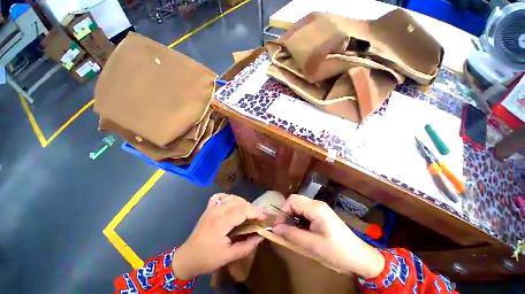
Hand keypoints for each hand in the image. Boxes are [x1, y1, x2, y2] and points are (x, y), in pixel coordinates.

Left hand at [171, 193, 265, 279]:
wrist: (187, 257)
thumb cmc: (207, 258)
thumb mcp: (228, 257)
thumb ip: (247, 246)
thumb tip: (261, 236)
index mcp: (220, 223)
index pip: (242, 211)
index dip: (255, 213)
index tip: (264, 218)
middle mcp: (216, 211)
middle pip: (239, 203)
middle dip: (252, 208)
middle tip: (258, 218)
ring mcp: (212, 207)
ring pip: (232, 198)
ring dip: (243, 203)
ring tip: (249, 213)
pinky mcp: (209, 207)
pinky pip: (222, 196)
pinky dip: (231, 198)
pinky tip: (234, 204)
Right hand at [272, 194, 384, 277]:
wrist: (359, 256)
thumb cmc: (337, 251)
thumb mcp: (312, 245)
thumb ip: (292, 234)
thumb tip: (275, 228)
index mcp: (315, 208)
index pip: (292, 200)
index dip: (283, 211)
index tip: (279, 226)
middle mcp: (317, 204)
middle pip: (295, 201)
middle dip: (286, 212)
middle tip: (283, 228)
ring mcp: (320, 208)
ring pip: (299, 205)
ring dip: (292, 216)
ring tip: (291, 230)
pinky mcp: (321, 213)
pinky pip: (305, 211)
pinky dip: (299, 218)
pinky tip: (301, 229)